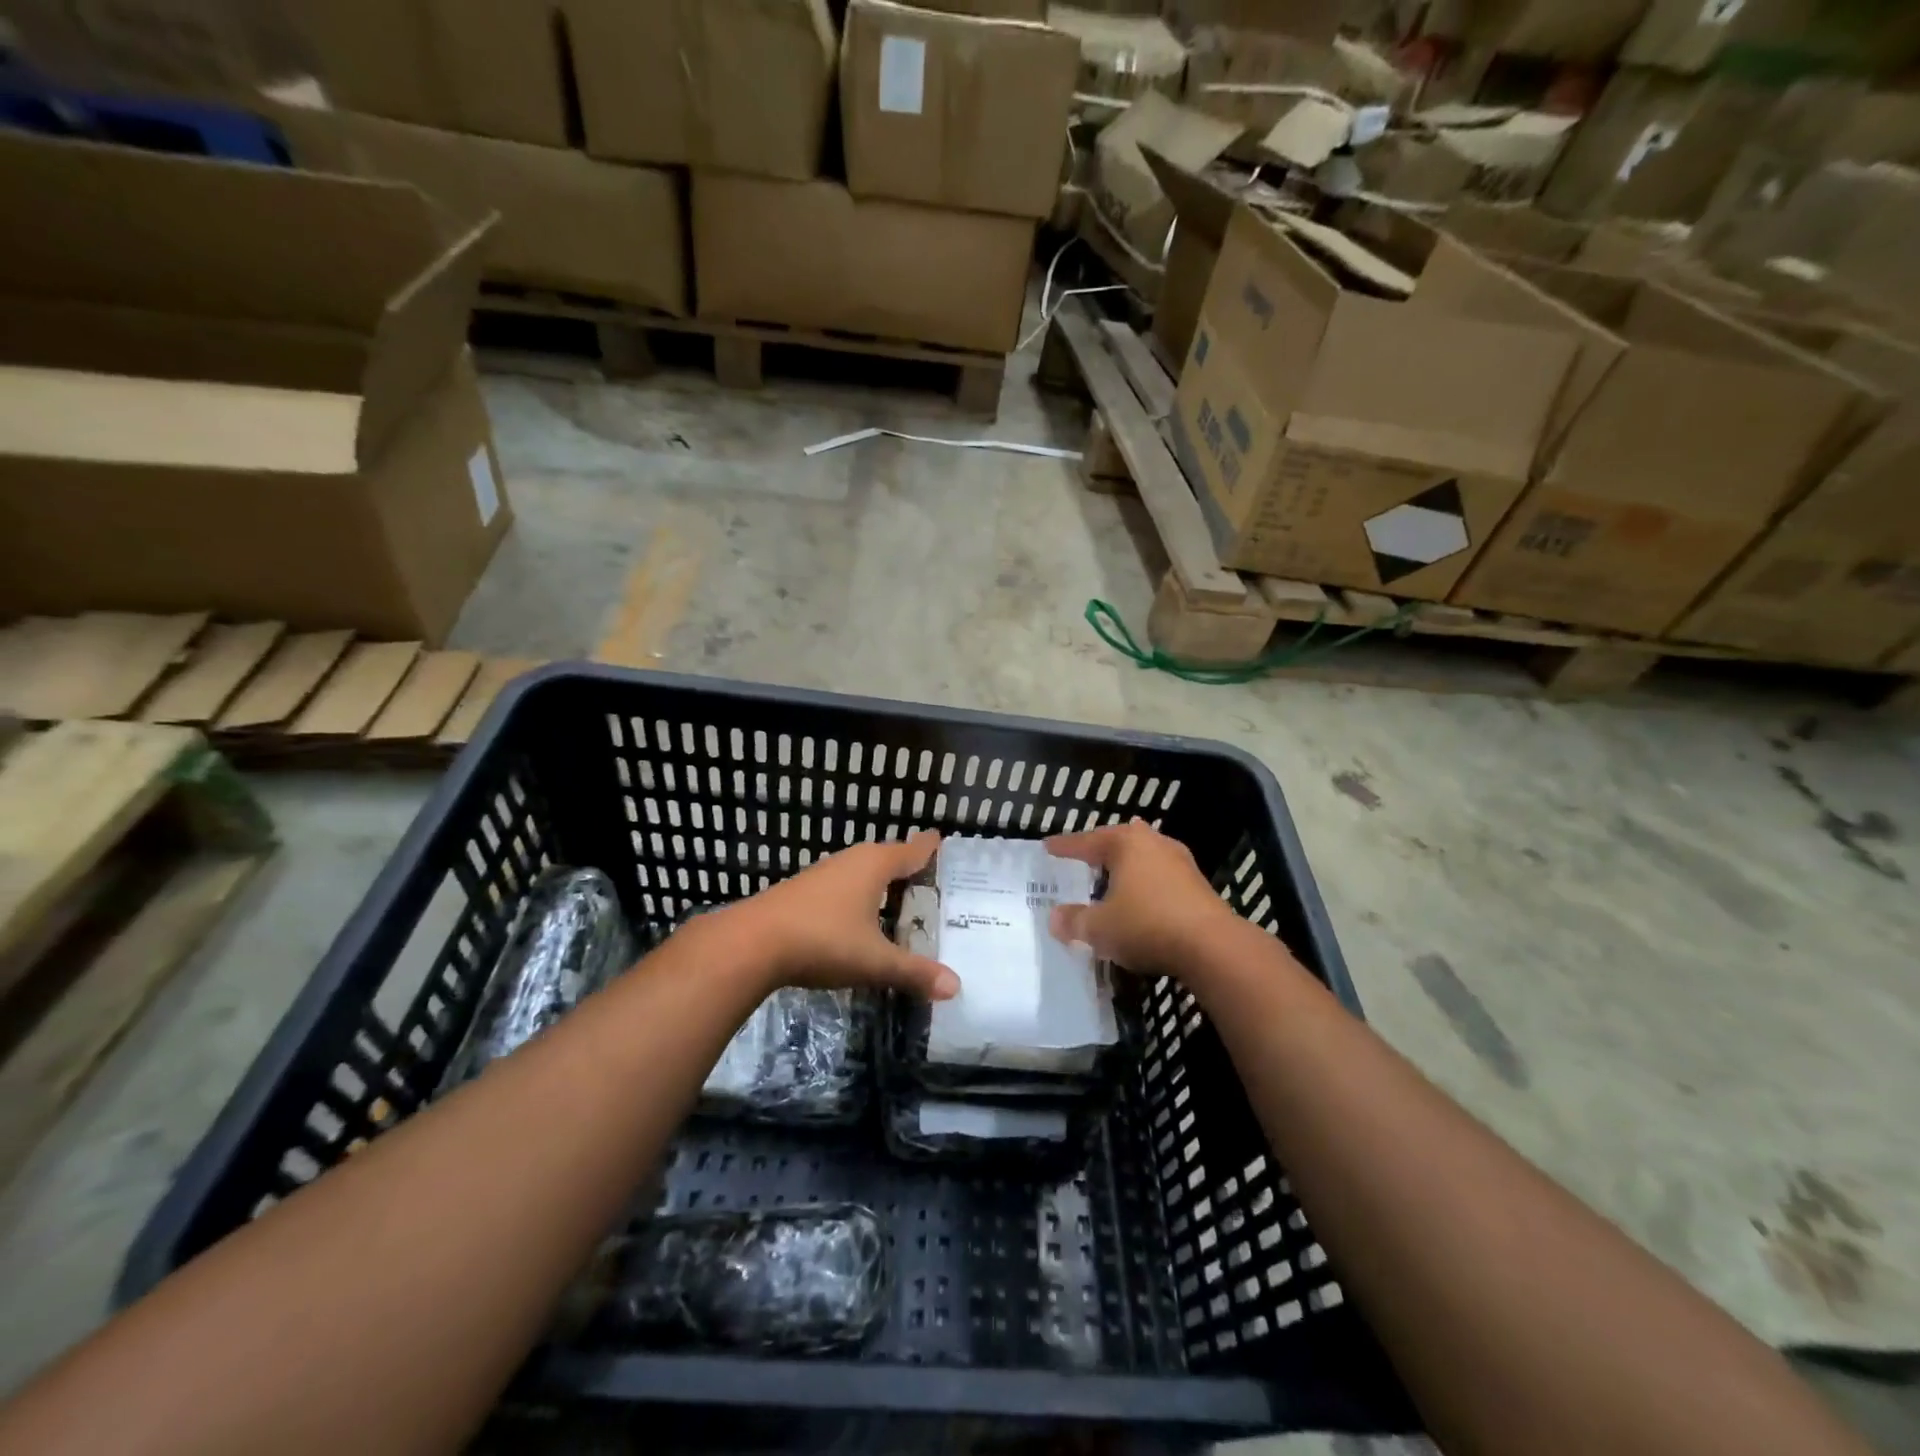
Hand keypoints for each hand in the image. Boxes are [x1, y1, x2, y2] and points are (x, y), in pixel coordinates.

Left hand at [716, 832, 957, 1000]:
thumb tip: (956, 987)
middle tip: (933, 882)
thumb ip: (914, 972)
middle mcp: (851, 860)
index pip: (912, 849)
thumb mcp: (874, 961)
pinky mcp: (804, 891)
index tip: (942, 839)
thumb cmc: (823, 941)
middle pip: (888, 858)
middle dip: (908, 868)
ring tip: (901, 901)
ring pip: (863, 872)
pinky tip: (860, 919)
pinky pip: (844, 886)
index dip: (929, 847)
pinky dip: (860, 897)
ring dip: (882, 884)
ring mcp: (824, 874)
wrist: (751, 943)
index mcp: (875, 865)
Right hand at [1046, 820, 1245, 978]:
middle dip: (1100, 850)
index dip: (1065, 847)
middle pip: (1119, 841)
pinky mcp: (1198, 885)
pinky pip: (1160, 877)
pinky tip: (1140, 898)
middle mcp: (1153, 843)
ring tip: (1110, 876)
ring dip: (1126, 868)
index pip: (1087, 841)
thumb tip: (1055, 918)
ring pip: (1143, 858)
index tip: (1048, 847)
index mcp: (1126, 843)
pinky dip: (1144, 884)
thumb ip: (1075, 921)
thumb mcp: (1100, 928)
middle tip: (1081, 858)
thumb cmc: (1146, 925)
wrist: (1212, 947)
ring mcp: (1180, 862)